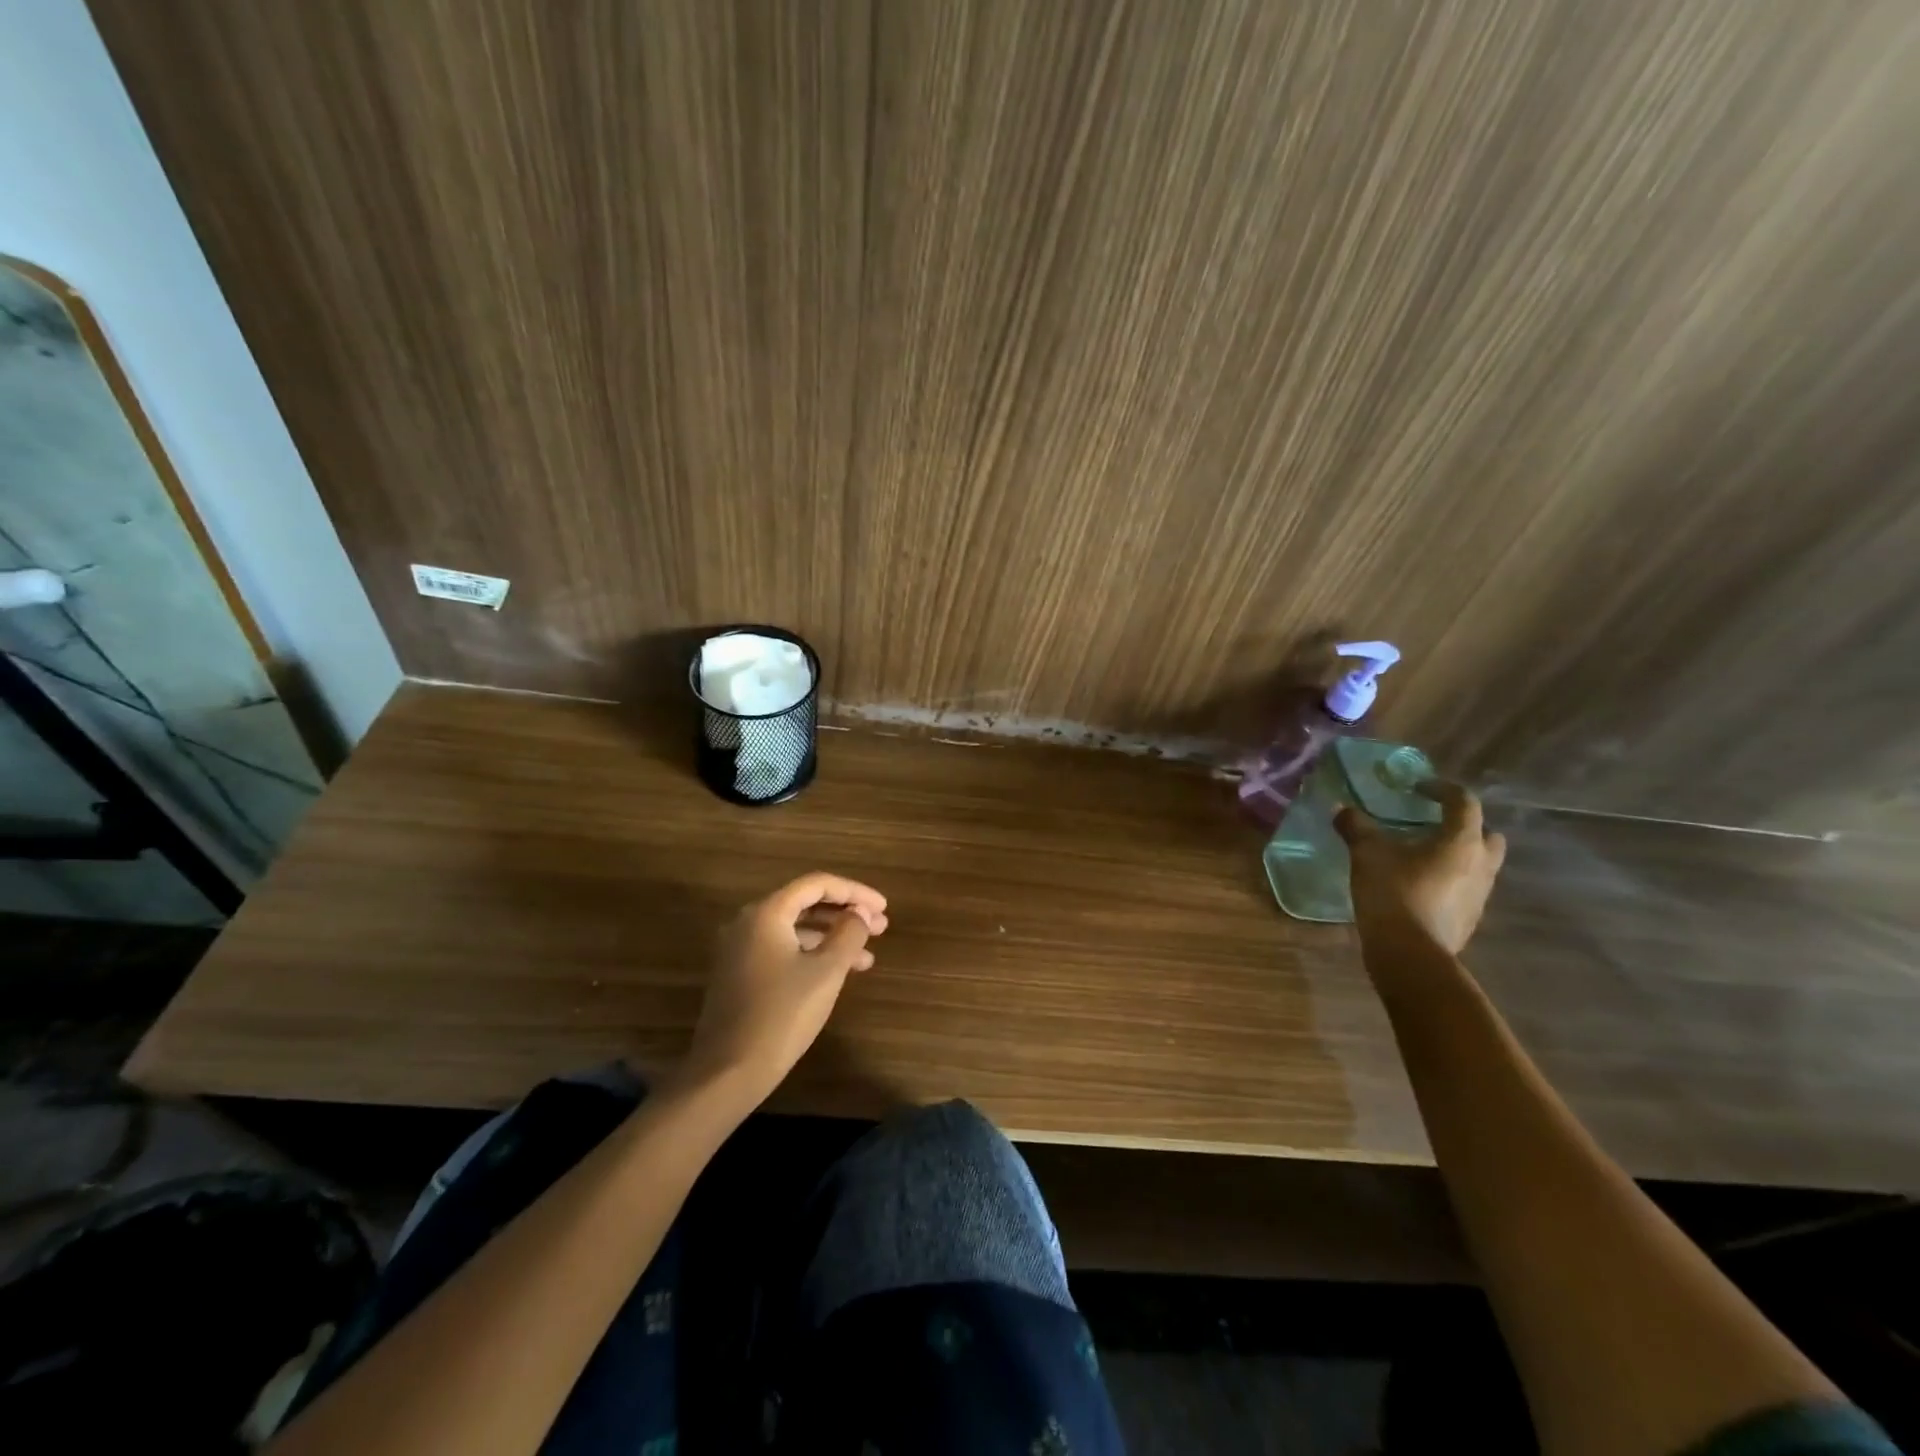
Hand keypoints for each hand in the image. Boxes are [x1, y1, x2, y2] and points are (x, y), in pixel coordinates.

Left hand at [678, 872, 888, 1108]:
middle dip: (845, 913)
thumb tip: (860, 913)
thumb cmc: (782, 1015)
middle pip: (804, 904)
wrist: (728, 1072)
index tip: (884, 907)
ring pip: (795, 930)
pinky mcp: (739, 974)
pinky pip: (782, 949)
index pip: (816, 884)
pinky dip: (812, 954)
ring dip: (832, 937)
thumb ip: (849, 934)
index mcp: (766, 913)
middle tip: (880, 927)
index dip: (854, 892)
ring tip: (867, 956)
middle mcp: (748, 922)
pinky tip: (837, 973)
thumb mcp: (826, 972)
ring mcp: (740, 949)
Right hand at [1335, 782, 1505, 953]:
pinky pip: (1465, 889)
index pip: (1464, 801)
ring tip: (1420, 857)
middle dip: (1465, 826)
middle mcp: (1481, 864)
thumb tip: (1341, 808)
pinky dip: (1449, 881)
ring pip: (1478, 864)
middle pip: (1487, 835)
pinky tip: (1419, 887)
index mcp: (1461, 841)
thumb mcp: (1366, 853)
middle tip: (1433, 825)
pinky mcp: (1470, 918)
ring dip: (1457, 856)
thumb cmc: (1393, 892)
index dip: (1441, 789)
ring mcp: (1480, 895)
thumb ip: (1356, 826)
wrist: (1409, 953)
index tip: (1417, 788)